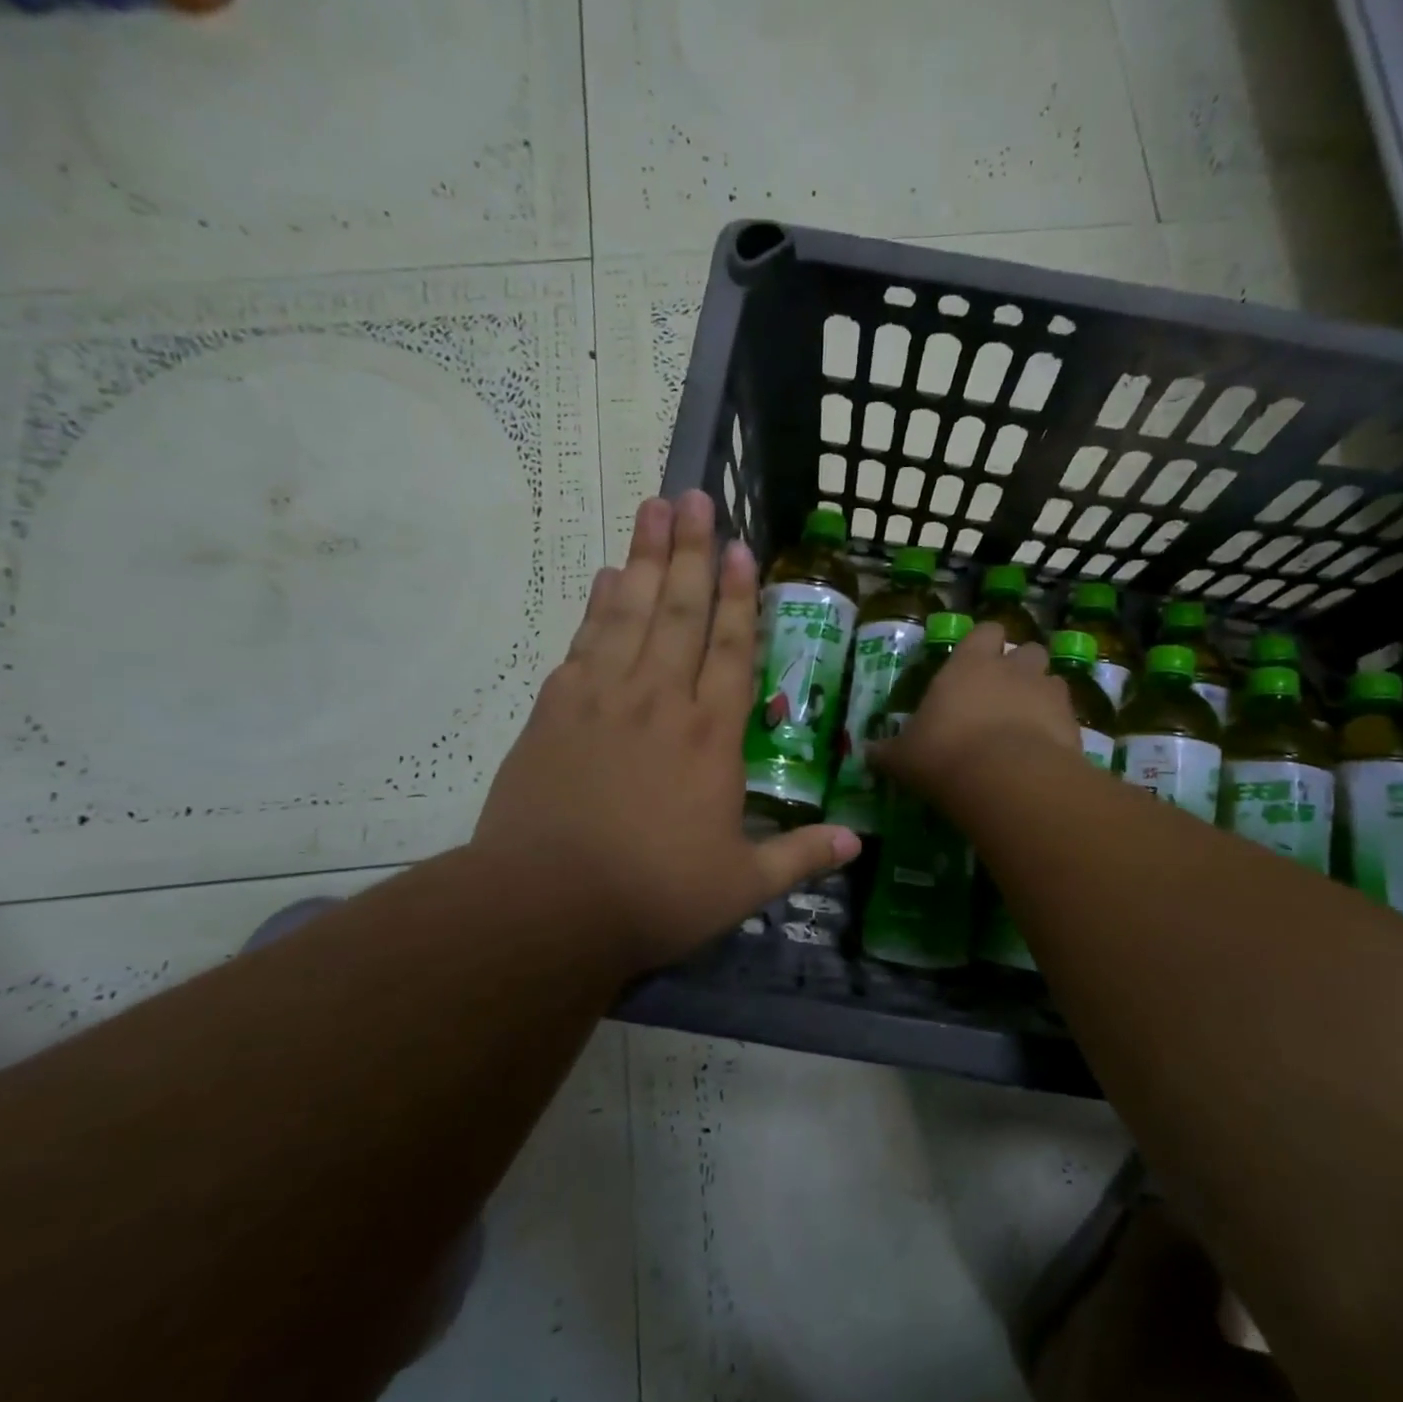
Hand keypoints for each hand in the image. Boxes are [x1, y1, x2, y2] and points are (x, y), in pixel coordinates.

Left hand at [473, 493, 859, 972]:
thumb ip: (799, 857)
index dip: (740, 598)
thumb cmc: (654, 895)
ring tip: (653, 509)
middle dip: (691, 552)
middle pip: (680, 612)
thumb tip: (856, 844)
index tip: (741, 548)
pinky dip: (597, 606)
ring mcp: (603, 699)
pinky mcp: (555, 710)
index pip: (732, 651)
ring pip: (630, 613)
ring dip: (644, 558)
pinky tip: (605, 577)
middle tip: (694, 497)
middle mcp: (660, 702)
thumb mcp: (741, 887)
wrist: (546, 905)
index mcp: (711, 738)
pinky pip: (584, 642)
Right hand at [869, 620, 1080, 810]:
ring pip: (1052, 681)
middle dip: (1019, 668)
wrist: (1007, 780)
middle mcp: (1013, 669)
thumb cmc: (944, 754)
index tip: (975, 663)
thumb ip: (887, 752)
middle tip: (1003, 696)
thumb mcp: (903, 757)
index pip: (985, 631)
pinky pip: (1067, 718)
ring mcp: (1048, 694)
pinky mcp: (1073, 724)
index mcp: (970, 664)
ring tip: (1026, 725)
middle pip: (1027, 651)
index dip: (983, 644)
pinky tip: (1042, 754)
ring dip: (1041, 696)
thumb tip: (867, 754)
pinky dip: (1057, 730)